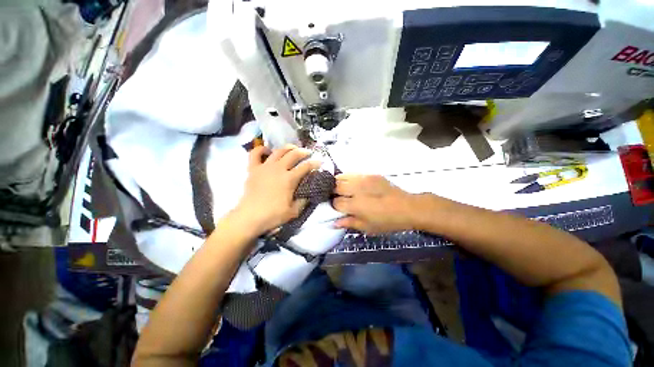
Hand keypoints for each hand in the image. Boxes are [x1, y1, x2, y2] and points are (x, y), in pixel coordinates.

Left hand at [231, 145, 319, 236]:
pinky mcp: (253, 169)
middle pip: (293, 154)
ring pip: (278, 151)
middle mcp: (278, 169)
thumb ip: (304, 200)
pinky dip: (262, 149)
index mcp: (289, 179)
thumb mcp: (294, 211)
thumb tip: (310, 193)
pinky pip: (255, 153)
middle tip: (308, 153)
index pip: (306, 167)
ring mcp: (265, 167)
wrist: (249, 217)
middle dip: (303, 152)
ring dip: (288, 148)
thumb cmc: (273, 215)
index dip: (315, 163)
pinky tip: (268, 151)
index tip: (320, 162)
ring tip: (293, 148)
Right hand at [332, 175, 418, 233]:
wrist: (407, 208)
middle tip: (338, 197)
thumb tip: (333, 223)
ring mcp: (364, 179)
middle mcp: (356, 189)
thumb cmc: (387, 221)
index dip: (334, 206)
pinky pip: (353, 173)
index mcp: (355, 205)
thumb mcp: (367, 227)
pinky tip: (354, 185)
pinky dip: (349, 179)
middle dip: (334, 192)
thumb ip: (349, 223)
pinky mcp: (370, 174)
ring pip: (342, 176)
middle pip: (336, 186)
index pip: (336, 202)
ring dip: (339, 183)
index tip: (338, 208)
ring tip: (343, 189)